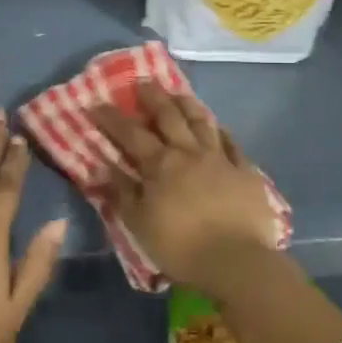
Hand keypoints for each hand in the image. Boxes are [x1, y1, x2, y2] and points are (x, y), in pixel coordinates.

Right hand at [92, 83, 277, 296]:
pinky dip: (221, 131)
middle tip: (142, 81)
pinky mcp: (245, 171)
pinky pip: (232, 143)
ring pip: (202, 122)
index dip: (112, 117)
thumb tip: (104, 167)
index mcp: (161, 165)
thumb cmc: (180, 246)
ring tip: (177, 92)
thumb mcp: (139, 224)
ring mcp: (220, 159)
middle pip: (169, 116)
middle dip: (153, 97)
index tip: (96, 103)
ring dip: (187, 104)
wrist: (236, 261)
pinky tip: (217, 125)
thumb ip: (123, 193)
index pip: (130, 134)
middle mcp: (189, 153)